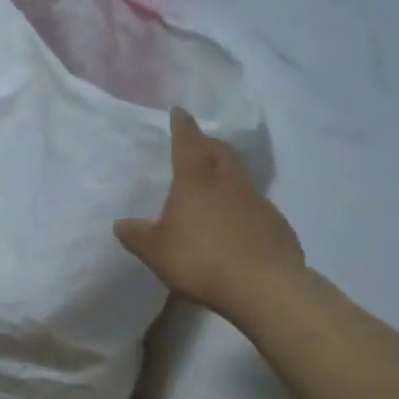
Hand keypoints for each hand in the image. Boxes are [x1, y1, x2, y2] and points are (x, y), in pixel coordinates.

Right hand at [115, 108, 305, 313]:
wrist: (263, 287)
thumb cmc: (200, 260)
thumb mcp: (155, 251)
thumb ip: (137, 236)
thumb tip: (121, 224)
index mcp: (196, 182)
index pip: (188, 144)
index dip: (182, 126)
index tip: (179, 111)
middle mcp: (229, 184)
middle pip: (222, 152)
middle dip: (210, 144)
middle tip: (200, 145)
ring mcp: (259, 203)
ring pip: (242, 177)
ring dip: (228, 174)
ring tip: (216, 186)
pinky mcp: (277, 226)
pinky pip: (256, 207)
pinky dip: (243, 206)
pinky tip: (236, 226)